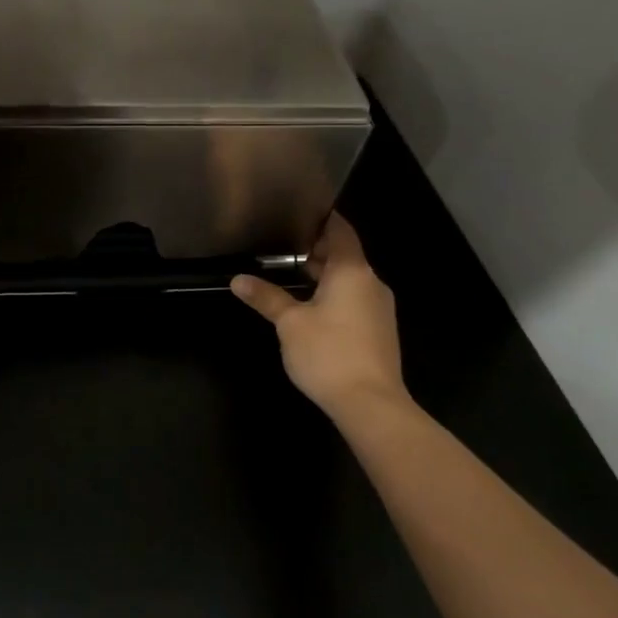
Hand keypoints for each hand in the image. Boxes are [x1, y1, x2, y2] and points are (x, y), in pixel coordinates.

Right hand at [231, 213, 409, 421]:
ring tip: (290, 275)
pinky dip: (334, 295)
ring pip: (349, 280)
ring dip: (324, 276)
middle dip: (316, 250)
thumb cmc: (329, 353)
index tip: (298, 212)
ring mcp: (379, 308)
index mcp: (352, 271)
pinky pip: (354, 300)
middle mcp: (371, 283)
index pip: (341, 231)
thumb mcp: (289, 323)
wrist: (371, 405)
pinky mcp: (378, 331)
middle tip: (282, 246)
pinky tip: (310, 308)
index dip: (322, 219)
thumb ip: (266, 297)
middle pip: (345, 255)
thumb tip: (238, 280)